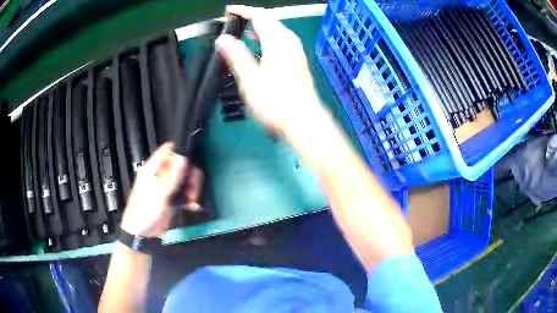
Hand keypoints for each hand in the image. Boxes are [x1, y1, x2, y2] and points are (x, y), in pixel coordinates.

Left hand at [121, 143, 201, 237]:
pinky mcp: (172, 199)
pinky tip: (193, 206)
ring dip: (192, 188)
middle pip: (181, 165)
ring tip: (192, 200)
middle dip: (190, 175)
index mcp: (153, 168)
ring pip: (185, 179)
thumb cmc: (146, 210)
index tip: (191, 163)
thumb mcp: (159, 192)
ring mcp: (167, 187)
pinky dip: (191, 199)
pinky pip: (185, 193)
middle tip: (193, 189)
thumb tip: (184, 157)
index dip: (181, 152)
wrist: (142, 234)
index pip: (169, 150)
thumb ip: (172, 175)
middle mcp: (161, 175)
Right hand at [215, 5, 324, 133]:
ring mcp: (296, 52)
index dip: (243, 10)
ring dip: (260, 27)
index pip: (259, 15)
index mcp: (277, 42)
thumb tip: (223, 39)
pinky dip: (268, 38)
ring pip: (277, 30)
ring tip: (243, 29)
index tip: (228, 11)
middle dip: (251, 16)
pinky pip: (281, 41)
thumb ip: (236, 56)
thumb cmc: (276, 103)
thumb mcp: (250, 79)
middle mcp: (289, 42)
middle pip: (270, 20)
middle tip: (234, 19)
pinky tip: (260, 46)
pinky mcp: (298, 62)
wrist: (304, 120)